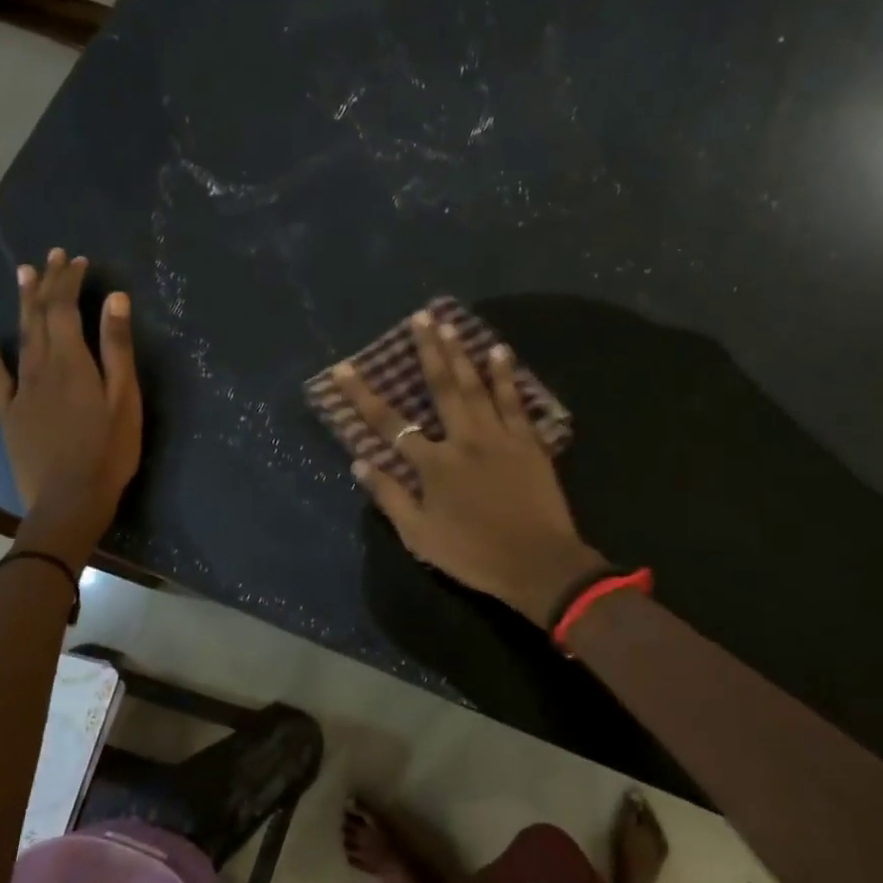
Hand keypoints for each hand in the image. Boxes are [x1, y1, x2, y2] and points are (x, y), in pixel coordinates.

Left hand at [0, 249, 140, 554]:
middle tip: (53, 255)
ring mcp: (21, 388)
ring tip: (24, 272)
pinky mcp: (8, 409)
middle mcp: (41, 365)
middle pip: (41, 314)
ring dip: (23, 301)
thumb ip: (117, 349)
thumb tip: (115, 300)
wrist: (69, 499)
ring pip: (20, 334)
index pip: (66, 307)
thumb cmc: (108, 451)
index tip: (79, 260)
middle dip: (47, 282)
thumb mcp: (124, 399)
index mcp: (73, 361)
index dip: (70, 281)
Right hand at [334, 312, 605, 624]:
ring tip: (450, 324)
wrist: (537, 564)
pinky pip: (514, 402)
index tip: (345, 368)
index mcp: (433, 465)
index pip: (389, 423)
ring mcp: (498, 437)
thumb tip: (359, 462)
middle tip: (420, 317)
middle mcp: (463, 440)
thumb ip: (389, 497)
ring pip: (477, 387)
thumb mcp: (420, 536)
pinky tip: (499, 351)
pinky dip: (506, 376)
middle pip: (441, 388)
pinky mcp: (528, 443)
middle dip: (427, 351)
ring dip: (462, 354)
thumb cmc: (473, 555)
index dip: (363, 395)